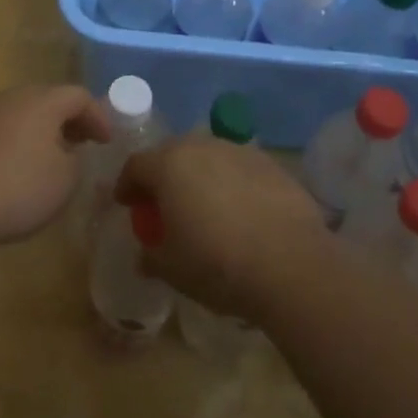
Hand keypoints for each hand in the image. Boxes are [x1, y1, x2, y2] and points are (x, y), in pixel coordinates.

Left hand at [0, 84, 111, 247]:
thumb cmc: (17, 189)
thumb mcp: (65, 180)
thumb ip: (76, 160)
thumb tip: (67, 152)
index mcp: (41, 101)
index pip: (78, 96)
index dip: (98, 116)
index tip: (106, 142)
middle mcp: (11, 97)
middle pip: (48, 99)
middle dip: (69, 120)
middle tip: (82, 143)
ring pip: (21, 113)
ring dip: (40, 130)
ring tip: (49, 157)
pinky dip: (15, 141)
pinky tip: (14, 169)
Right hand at [114, 139, 325, 321]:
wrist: (290, 263)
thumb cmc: (217, 264)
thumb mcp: (172, 270)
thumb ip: (151, 256)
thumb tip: (144, 255)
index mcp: (169, 166)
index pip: (136, 165)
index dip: (127, 185)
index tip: (127, 204)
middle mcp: (201, 147)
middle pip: (172, 153)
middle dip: (164, 175)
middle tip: (164, 204)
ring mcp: (239, 151)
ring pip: (208, 157)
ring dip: (200, 176)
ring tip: (205, 206)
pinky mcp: (270, 163)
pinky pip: (239, 168)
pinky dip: (232, 183)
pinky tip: (241, 211)